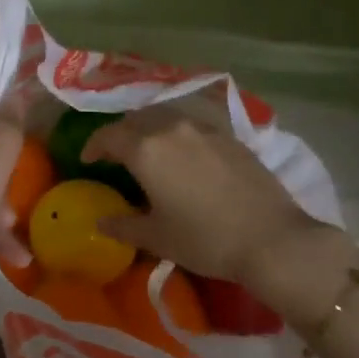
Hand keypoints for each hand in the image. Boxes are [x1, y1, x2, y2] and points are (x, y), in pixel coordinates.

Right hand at [82, 103, 343, 309]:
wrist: (271, 238)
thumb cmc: (205, 239)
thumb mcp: (157, 238)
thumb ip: (123, 225)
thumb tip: (100, 221)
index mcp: (147, 149)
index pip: (109, 135)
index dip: (93, 145)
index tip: (88, 160)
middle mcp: (173, 128)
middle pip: (137, 119)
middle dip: (121, 133)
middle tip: (117, 155)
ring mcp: (205, 129)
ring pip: (167, 118)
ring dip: (151, 130)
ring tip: (151, 153)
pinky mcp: (231, 137)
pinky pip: (194, 126)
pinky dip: (179, 135)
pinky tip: (186, 158)